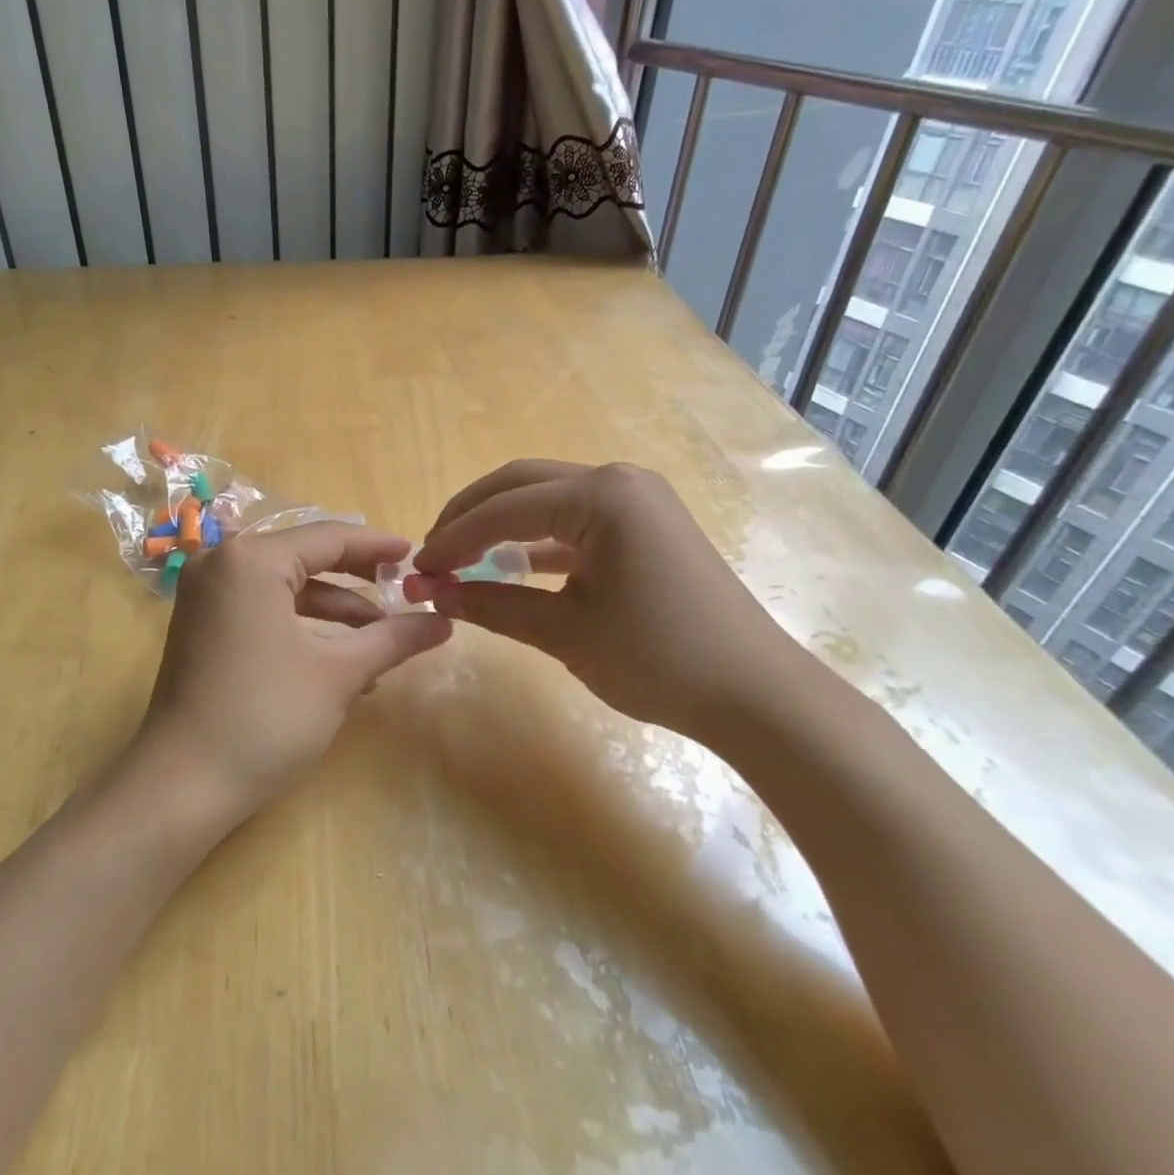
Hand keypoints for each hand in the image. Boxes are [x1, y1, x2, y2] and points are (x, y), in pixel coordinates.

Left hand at [134, 523, 452, 826]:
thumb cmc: (265, 719)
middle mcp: (222, 563)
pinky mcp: (202, 625)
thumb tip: (445, 622)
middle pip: (304, 556)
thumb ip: (392, 639)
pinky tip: (341, 656)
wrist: (182, 786)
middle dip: (357, 576)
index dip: (377, 546)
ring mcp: (206, 595)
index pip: (328, 537)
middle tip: (404, 588)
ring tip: (382, 635)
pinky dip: (302, 624)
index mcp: (251, 560)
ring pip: (285, 585)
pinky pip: (263, 607)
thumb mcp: (338, 675)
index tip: (418, 555)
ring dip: (334, 608)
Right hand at [411, 461, 820, 747]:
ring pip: (546, 496)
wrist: (756, 694)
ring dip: (500, 523)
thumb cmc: (659, 659)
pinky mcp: (646, 523)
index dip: (452, 538)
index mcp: (602, 496)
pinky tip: (510, 566)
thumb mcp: (565, 632)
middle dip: (469, 516)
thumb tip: (435, 595)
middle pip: (520, 483)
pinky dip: (536, 539)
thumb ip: (493, 605)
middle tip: (432, 554)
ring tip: (461, 558)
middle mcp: (618, 480)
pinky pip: (574, 518)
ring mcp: (637, 498)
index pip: (503, 509)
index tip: (417, 569)